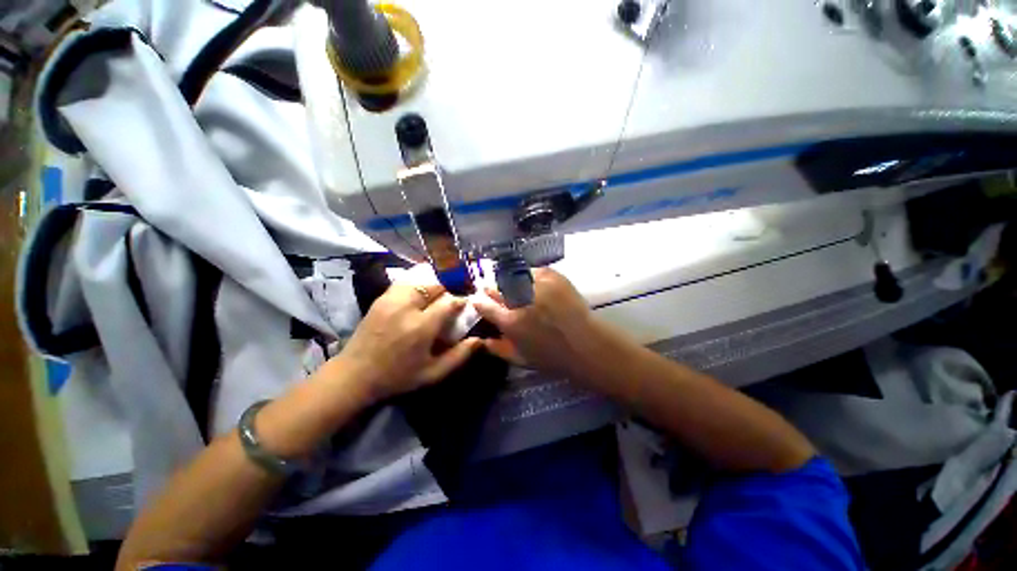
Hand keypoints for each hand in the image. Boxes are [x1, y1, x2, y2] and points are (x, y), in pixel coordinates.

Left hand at [320, 282, 482, 403]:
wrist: (354, 375)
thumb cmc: (397, 377)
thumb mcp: (433, 374)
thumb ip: (459, 356)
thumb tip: (480, 340)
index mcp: (421, 327)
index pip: (449, 302)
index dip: (461, 301)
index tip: (466, 306)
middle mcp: (406, 308)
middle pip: (435, 285)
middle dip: (449, 290)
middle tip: (453, 300)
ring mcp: (391, 300)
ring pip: (420, 280)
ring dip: (433, 285)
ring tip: (438, 295)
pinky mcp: (381, 299)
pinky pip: (405, 282)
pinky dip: (417, 283)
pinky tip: (421, 292)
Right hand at [472, 268, 599, 378]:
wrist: (586, 344)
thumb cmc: (553, 357)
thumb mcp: (521, 359)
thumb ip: (498, 349)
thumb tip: (482, 339)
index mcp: (510, 322)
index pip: (485, 305)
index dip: (480, 301)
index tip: (480, 300)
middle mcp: (520, 300)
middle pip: (497, 288)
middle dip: (492, 289)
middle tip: (495, 291)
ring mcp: (537, 285)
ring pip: (513, 276)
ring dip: (509, 282)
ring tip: (514, 287)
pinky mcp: (552, 276)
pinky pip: (533, 271)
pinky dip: (529, 276)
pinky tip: (532, 283)